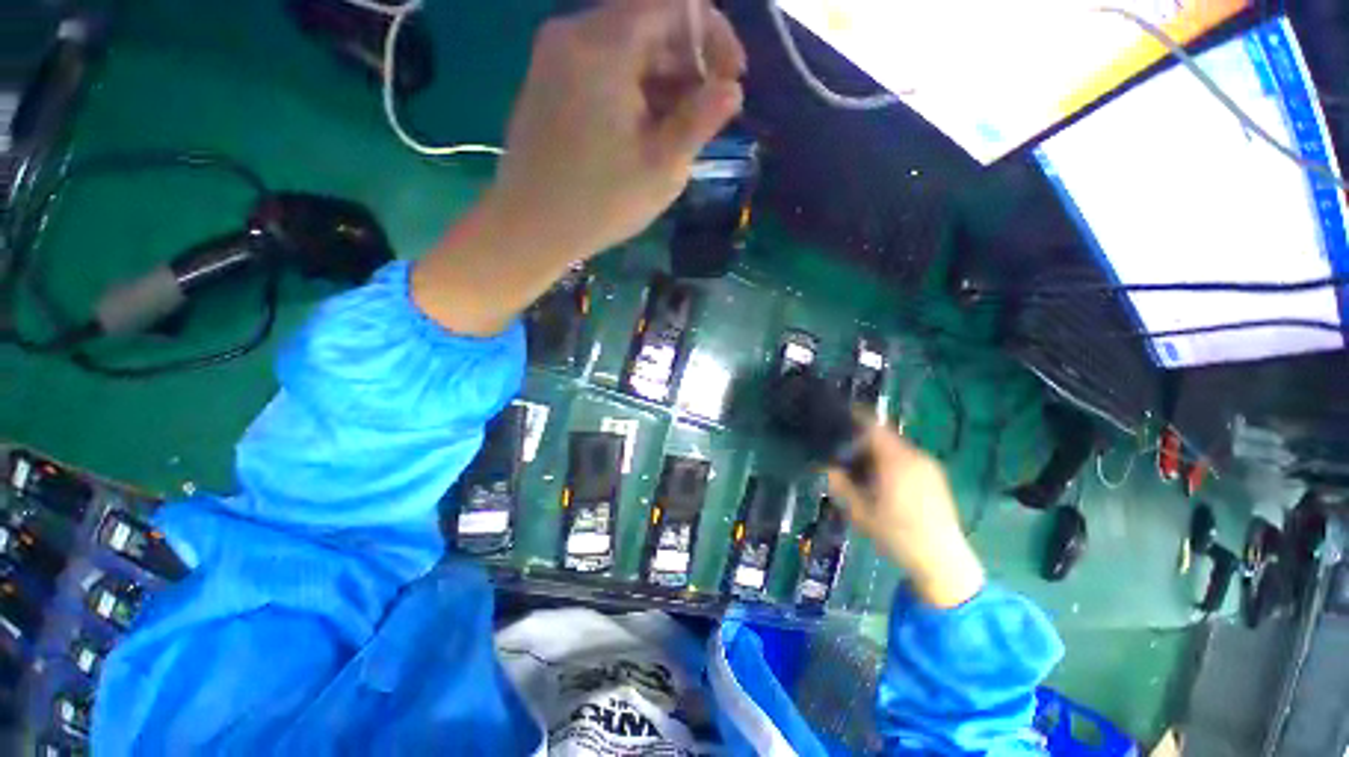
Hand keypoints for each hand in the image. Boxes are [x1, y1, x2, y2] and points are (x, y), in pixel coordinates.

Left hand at [489, 0, 745, 257]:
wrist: (529, 228)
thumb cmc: (600, 203)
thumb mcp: (662, 167)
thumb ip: (700, 120)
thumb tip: (732, 89)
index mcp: (603, 46)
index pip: (674, 3)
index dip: (713, 35)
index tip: (731, 80)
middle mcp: (573, 34)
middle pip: (647, 21)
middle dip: (688, 62)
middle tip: (705, 114)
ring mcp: (555, 56)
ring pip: (625, 45)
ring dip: (661, 79)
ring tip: (677, 130)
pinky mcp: (548, 81)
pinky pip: (601, 66)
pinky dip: (632, 88)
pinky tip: (644, 129)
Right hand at [827, 427, 985, 608]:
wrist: (942, 560)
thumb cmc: (897, 535)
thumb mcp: (859, 511)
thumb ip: (841, 484)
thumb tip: (828, 466)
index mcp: (895, 460)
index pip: (873, 426)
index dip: (855, 417)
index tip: (838, 416)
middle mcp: (915, 456)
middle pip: (885, 437)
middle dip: (863, 440)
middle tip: (844, 452)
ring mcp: (929, 466)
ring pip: (896, 448)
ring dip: (878, 452)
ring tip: (863, 469)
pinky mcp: (936, 477)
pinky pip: (908, 459)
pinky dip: (892, 461)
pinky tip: (885, 482)